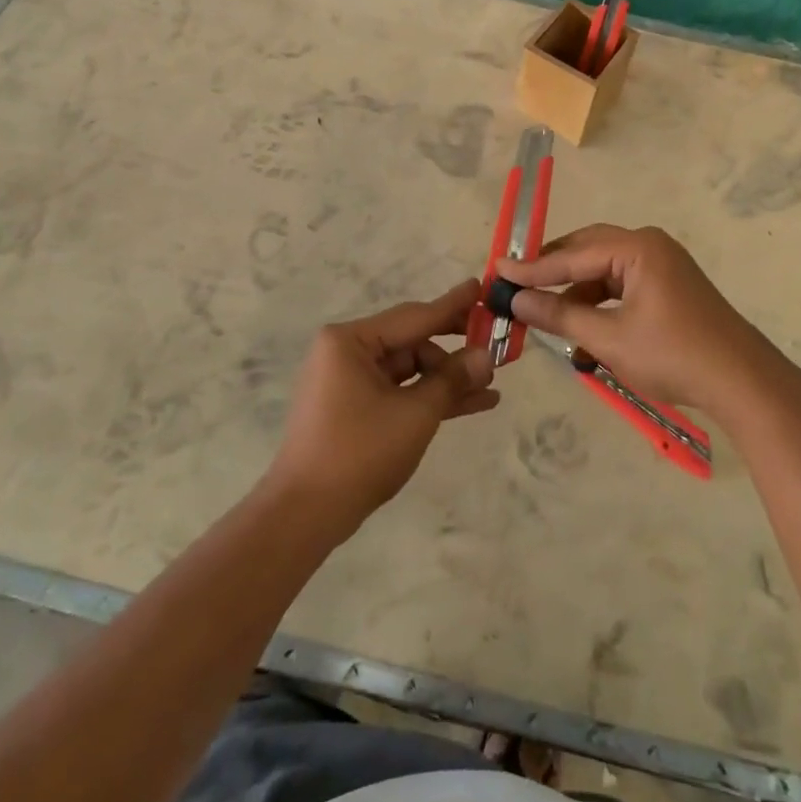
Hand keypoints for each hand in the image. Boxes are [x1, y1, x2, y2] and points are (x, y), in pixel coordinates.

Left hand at [263, 279, 498, 531]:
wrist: (305, 514)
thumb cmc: (359, 452)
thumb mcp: (415, 413)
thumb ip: (452, 379)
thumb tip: (486, 355)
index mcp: (350, 341)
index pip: (414, 316)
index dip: (453, 305)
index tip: (481, 286)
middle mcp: (346, 352)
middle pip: (412, 341)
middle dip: (454, 349)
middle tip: (495, 341)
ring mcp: (348, 381)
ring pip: (409, 369)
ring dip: (447, 379)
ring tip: (491, 385)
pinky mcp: (353, 408)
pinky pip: (399, 391)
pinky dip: (429, 397)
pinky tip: (472, 403)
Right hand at [496, 225, 787, 426]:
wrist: (742, 382)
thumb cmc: (673, 356)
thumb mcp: (608, 339)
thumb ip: (559, 316)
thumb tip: (516, 300)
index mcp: (637, 248)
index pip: (572, 254)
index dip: (532, 267)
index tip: (496, 270)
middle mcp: (649, 245)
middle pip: (588, 251)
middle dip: (553, 272)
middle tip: (516, 285)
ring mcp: (662, 264)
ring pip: (604, 270)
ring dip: (576, 292)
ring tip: (545, 315)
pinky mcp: (669, 285)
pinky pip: (622, 284)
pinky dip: (599, 303)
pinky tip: (582, 329)